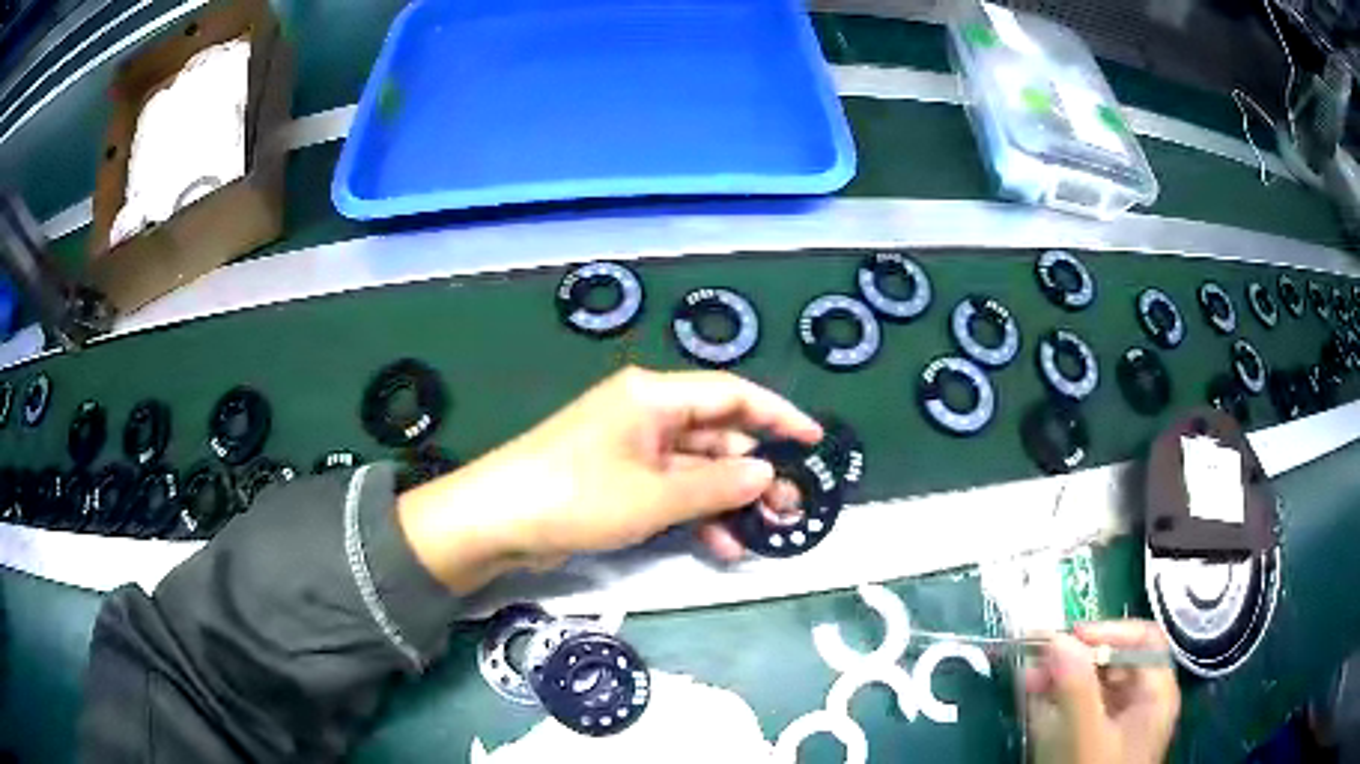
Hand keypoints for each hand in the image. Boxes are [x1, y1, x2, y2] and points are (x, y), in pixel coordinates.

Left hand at [396, 367, 822, 592]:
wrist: (497, 522)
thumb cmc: (577, 496)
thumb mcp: (654, 496)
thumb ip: (717, 485)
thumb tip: (768, 474)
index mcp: (654, 397)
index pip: (731, 395)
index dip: (778, 415)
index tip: (814, 440)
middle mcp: (646, 415)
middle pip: (717, 435)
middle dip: (755, 471)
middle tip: (791, 508)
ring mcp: (631, 450)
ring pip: (697, 469)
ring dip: (728, 499)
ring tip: (764, 534)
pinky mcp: (619, 480)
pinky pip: (671, 491)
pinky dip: (696, 515)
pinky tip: (721, 547)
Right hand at [1025, 620, 1180, 763]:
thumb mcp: (1085, 736)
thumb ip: (1075, 688)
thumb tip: (1055, 639)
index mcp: (1156, 693)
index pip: (1144, 640)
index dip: (1108, 631)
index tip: (1068, 638)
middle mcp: (1142, 702)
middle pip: (1115, 662)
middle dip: (1073, 658)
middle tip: (1036, 661)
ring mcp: (1119, 724)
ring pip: (1093, 687)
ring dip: (1060, 679)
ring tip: (1026, 680)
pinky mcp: (1096, 741)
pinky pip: (1079, 710)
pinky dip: (1057, 702)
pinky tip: (1034, 702)